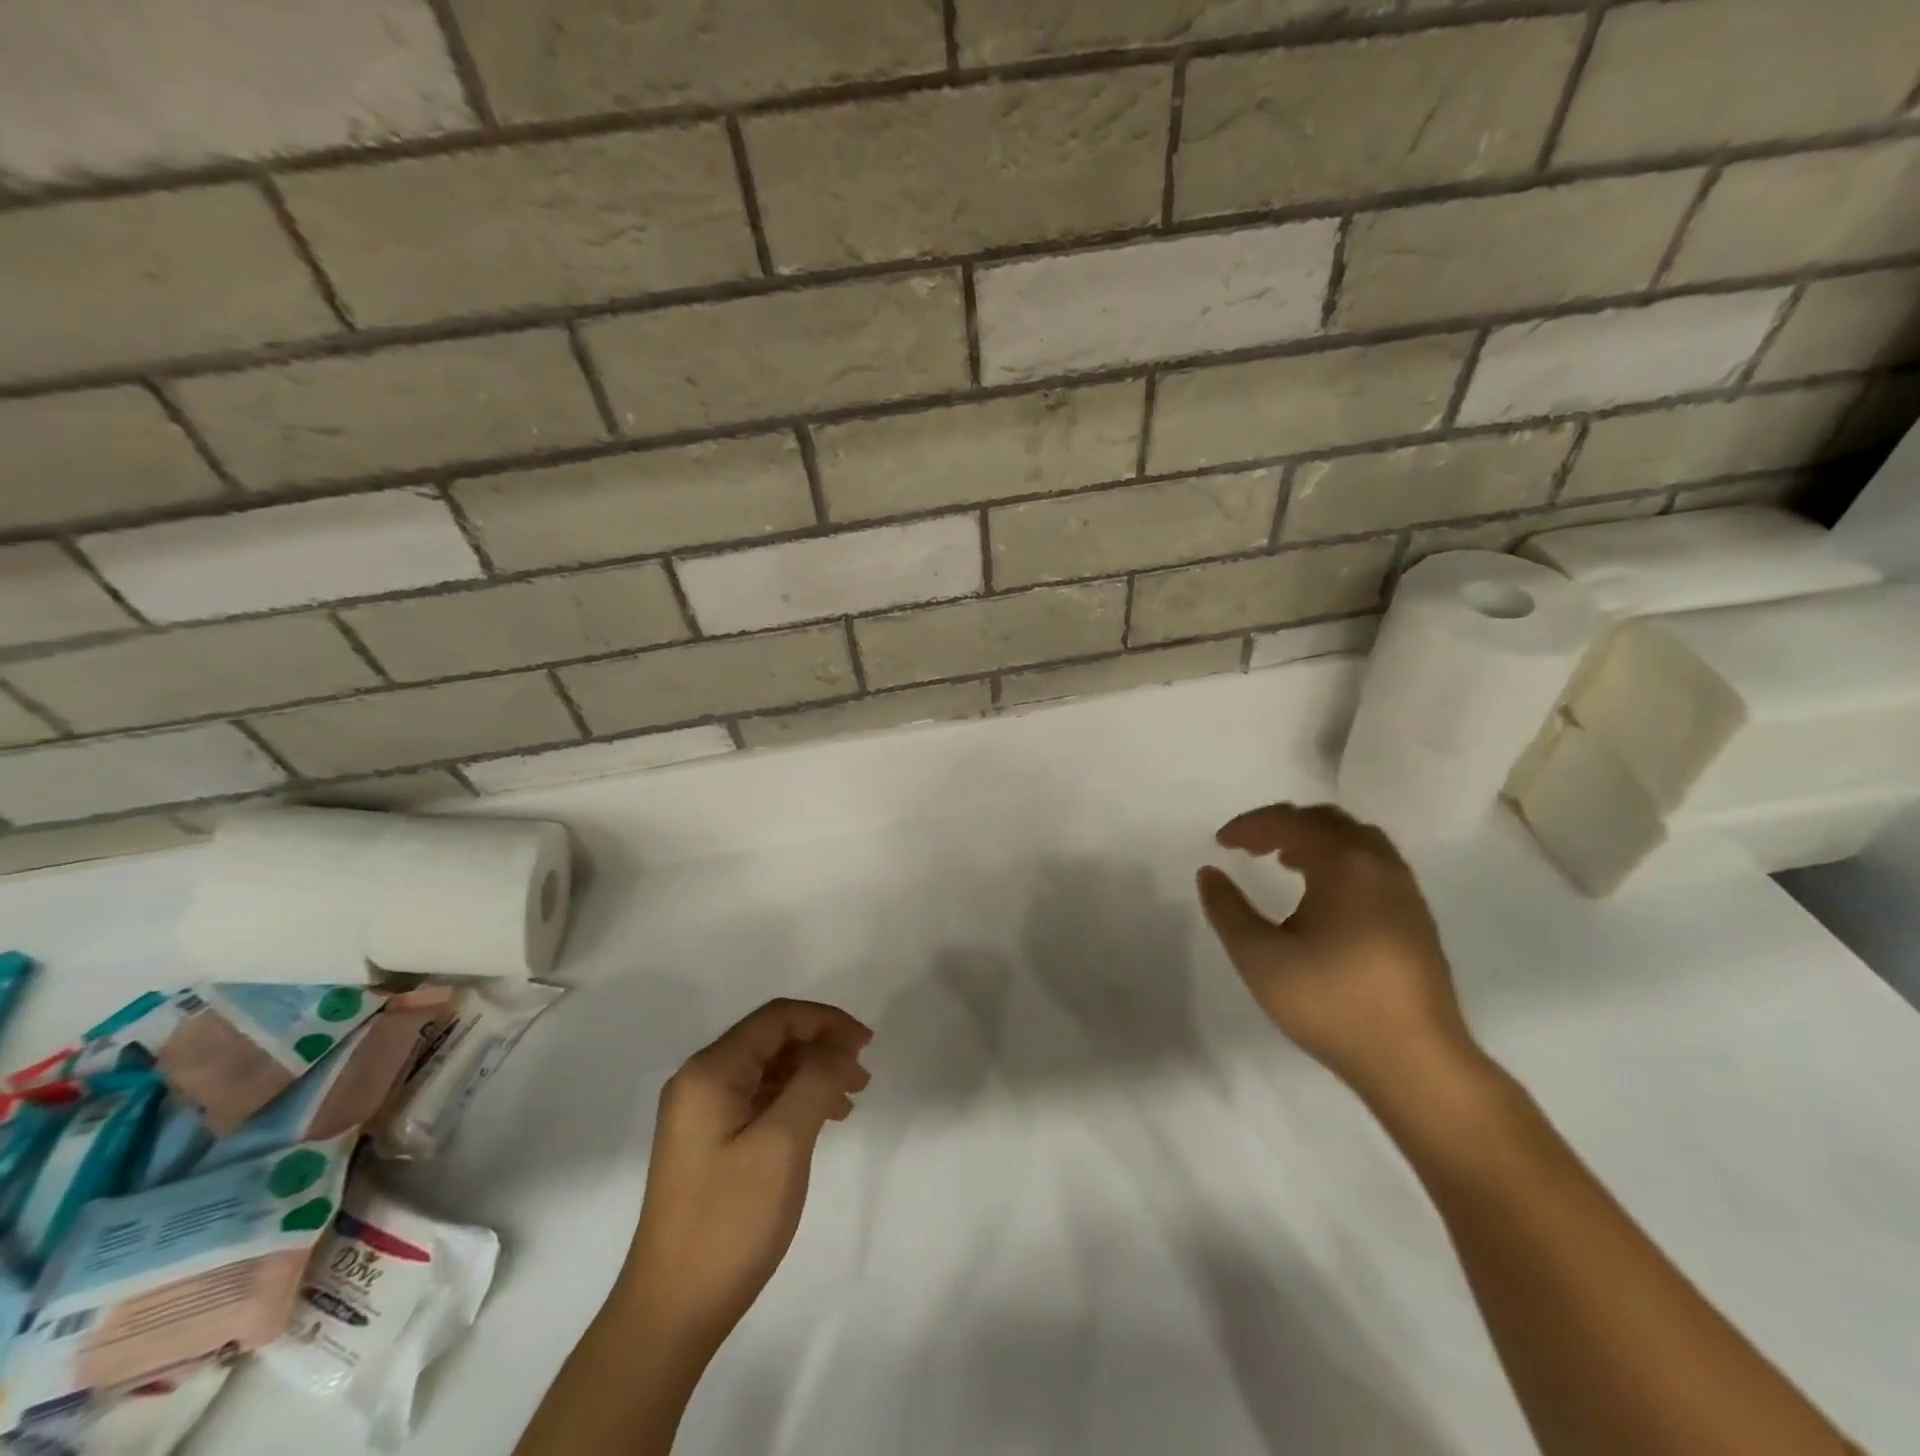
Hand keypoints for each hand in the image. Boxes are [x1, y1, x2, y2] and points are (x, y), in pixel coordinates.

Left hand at [619, 999, 872, 1352]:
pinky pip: (758, 1100)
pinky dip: (794, 1101)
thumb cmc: (729, 1221)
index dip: (826, 1022)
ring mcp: (701, 1114)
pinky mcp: (708, 1142)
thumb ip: (817, 1080)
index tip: (867, 1045)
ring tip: (849, 1101)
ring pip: (768, 1070)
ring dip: (811, 1075)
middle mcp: (700, 1081)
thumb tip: (842, 1042)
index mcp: (710, 1072)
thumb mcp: (783, 1143)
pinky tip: (820, 1122)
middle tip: (863, 1077)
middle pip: (771, 1040)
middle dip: (821, 1048)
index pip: (777, 1019)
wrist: (671, 1313)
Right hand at [1196, 803, 1477, 1100]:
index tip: (1220, 843)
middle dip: (1283, 825)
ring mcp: (1405, 892)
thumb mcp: (1260, 958)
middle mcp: (1380, 866)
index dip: (1251, 825)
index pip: (1291, 822)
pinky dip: (1339, 859)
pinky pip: (1373, 864)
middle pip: (1328, 821)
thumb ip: (1227, 910)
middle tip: (1249, 847)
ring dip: (1314, 840)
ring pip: (1356, 840)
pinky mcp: (1416, 918)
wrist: (1416, 1062)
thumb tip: (1209, 873)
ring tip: (1283, 861)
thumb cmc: (1331, 1003)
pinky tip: (1322, 896)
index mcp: (1344, 865)